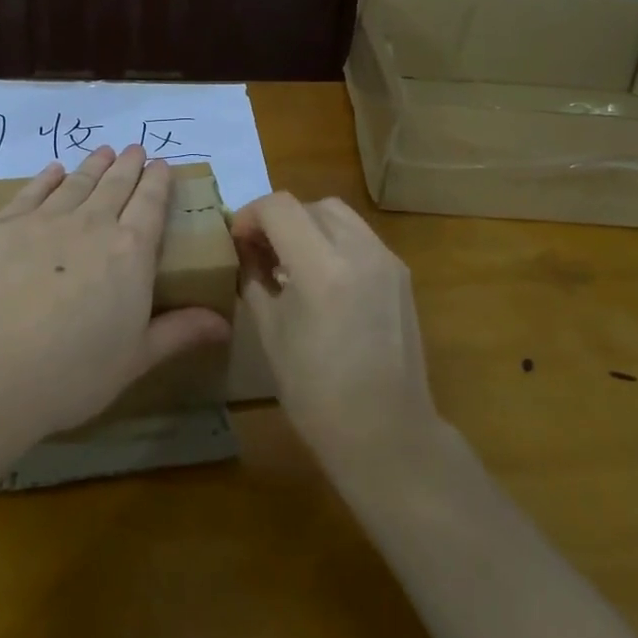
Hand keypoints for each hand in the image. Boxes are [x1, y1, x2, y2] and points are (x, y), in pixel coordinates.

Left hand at [0, 145, 230, 453]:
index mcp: (130, 253)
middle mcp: (91, 225)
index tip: (162, 164)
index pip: (151, 205)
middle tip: (135, 148)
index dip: (158, 182)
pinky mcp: (2, 226)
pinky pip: (32, 191)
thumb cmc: (71, 373)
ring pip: (77, 183)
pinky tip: (54, 170)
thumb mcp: (135, 359)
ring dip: (93, 165)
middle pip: (115, 186)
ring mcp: (44, 221)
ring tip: (103, 151)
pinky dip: (47, 177)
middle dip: (128, 165)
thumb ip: (178, 333)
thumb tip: (224, 323)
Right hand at [231, 194, 438, 471]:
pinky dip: (333, 241)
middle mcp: (359, 251)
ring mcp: (387, 260)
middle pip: (309, 205)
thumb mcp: (270, 333)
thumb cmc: (316, 393)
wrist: (386, 432)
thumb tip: (245, 252)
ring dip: (307, 225)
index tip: (237, 241)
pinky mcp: (401, 274)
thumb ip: (254, 280)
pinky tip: (321, 278)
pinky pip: (359, 237)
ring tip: (290, 262)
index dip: (250, 215)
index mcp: (321, 268)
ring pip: (338, 215)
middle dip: (278, 219)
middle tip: (259, 251)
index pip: (279, 207)